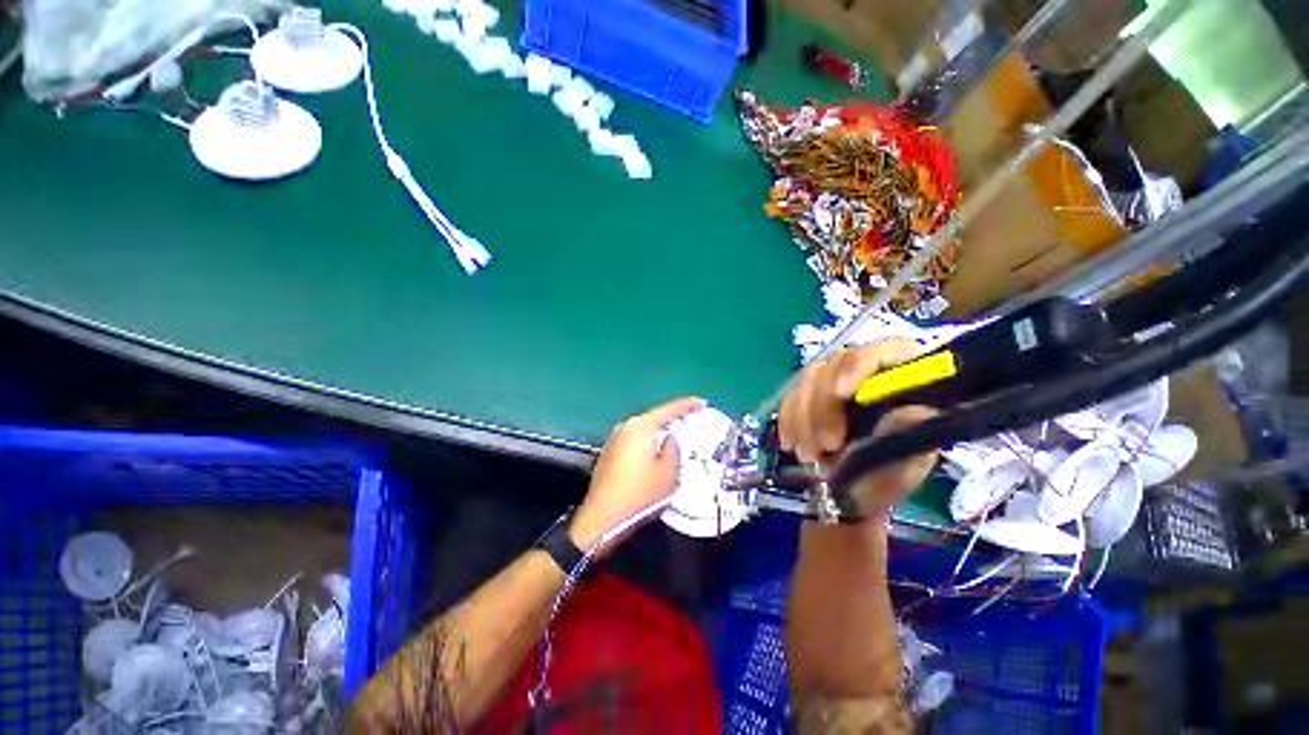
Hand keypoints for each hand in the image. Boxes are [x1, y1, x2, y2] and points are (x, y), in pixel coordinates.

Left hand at [569, 397, 705, 554]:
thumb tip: (670, 437)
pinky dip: (648, 441)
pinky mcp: (609, 452)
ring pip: (644, 429)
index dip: (687, 405)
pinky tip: (655, 452)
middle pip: (654, 417)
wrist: (603, 517)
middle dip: (672, 418)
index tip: (702, 403)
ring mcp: (615, 439)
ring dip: (659, 431)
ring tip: (676, 436)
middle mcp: (626, 427)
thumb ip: (673, 448)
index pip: (669, 410)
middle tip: (691, 420)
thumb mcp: (668, 473)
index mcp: (641, 427)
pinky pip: (635, 440)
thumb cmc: (640, 494)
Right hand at [778, 339, 938, 517]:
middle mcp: (865, 372)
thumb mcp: (904, 463)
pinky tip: (790, 443)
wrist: (852, 494)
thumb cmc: (888, 478)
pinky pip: (790, 396)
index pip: (885, 350)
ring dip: (803, 418)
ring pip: (807, 380)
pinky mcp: (808, 395)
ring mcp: (832, 381)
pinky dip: (788, 420)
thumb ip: (907, 436)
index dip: (859, 365)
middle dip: (823, 405)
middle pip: (836, 364)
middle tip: (826, 445)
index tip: (841, 393)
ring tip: (808, 455)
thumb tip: (917, 410)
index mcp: (903, 379)